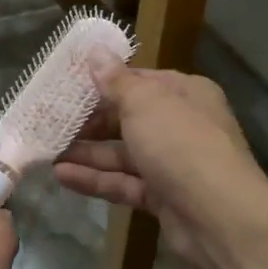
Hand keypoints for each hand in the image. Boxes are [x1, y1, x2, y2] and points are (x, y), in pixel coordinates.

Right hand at [54, 65, 267, 268]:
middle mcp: (182, 125)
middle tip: (52, 122)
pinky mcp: (163, 198)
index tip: (68, 86)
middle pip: (128, 119)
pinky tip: (61, 176)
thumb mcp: (143, 103)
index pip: (139, 81)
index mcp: (186, 93)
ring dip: (87, 153)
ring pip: (123, 154)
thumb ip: (115, 81)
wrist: (219, 216)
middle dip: (90, 122)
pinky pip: (124, 183)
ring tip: (47, 152)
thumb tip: (96, 52)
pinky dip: (95, 179)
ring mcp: (173, 164)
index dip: (104, 83)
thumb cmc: (180, 143)